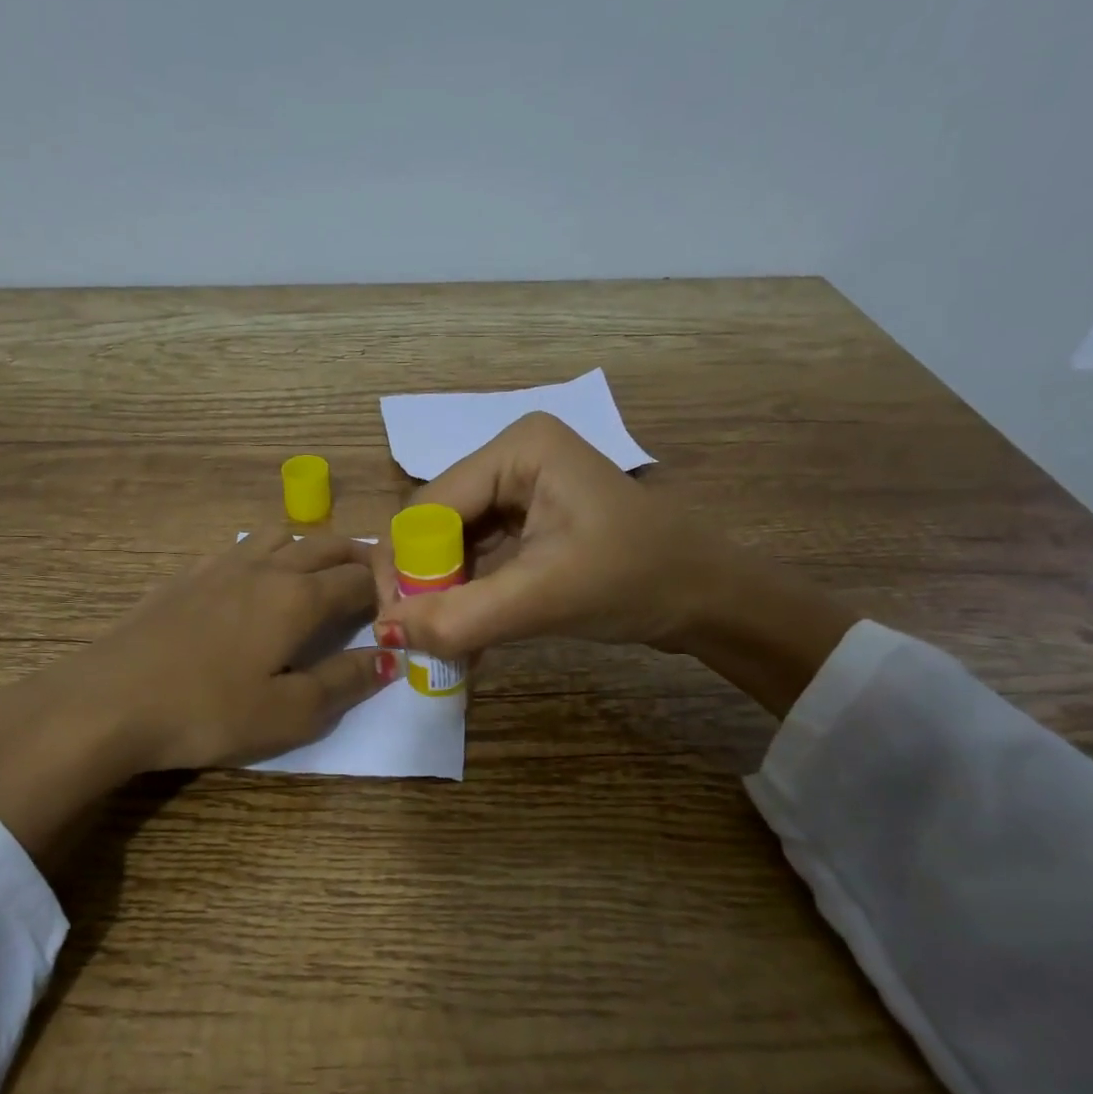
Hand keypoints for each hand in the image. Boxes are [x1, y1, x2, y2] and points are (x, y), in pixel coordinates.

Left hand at [0, 529, 396, 863]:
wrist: (110, 699)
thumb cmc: (208, 711)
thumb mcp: (289, 713)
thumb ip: (344, 682)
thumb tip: (389, 658)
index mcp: (299, 598)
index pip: (359, 579)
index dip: (388, 589)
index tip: (401, 606)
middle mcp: (267, 568)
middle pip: (327, 545)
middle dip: (359, 558)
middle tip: (374, 582)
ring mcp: (223, 564)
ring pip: (283, 534)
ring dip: (313, 547)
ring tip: (320, 574)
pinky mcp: (188, 574)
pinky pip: (243, 545)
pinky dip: (269, 551)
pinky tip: (257, 578)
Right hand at [370, 413, 857, 716]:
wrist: (706, 597)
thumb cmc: (635, 581)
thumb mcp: (543, 599)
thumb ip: (460, 618)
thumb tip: (386, 633)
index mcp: (516, 449)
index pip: (428, 508)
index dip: (406, 568)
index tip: (398, 627)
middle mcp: (510, 456)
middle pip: (435, 524)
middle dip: (425, 584)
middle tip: (419, 640)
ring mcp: (519, 487)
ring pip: (451, 544)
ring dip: (443, 595)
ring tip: (445, 645)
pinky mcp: (527, 517)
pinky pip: (476, 556)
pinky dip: (467, 595)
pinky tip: (467, 634)